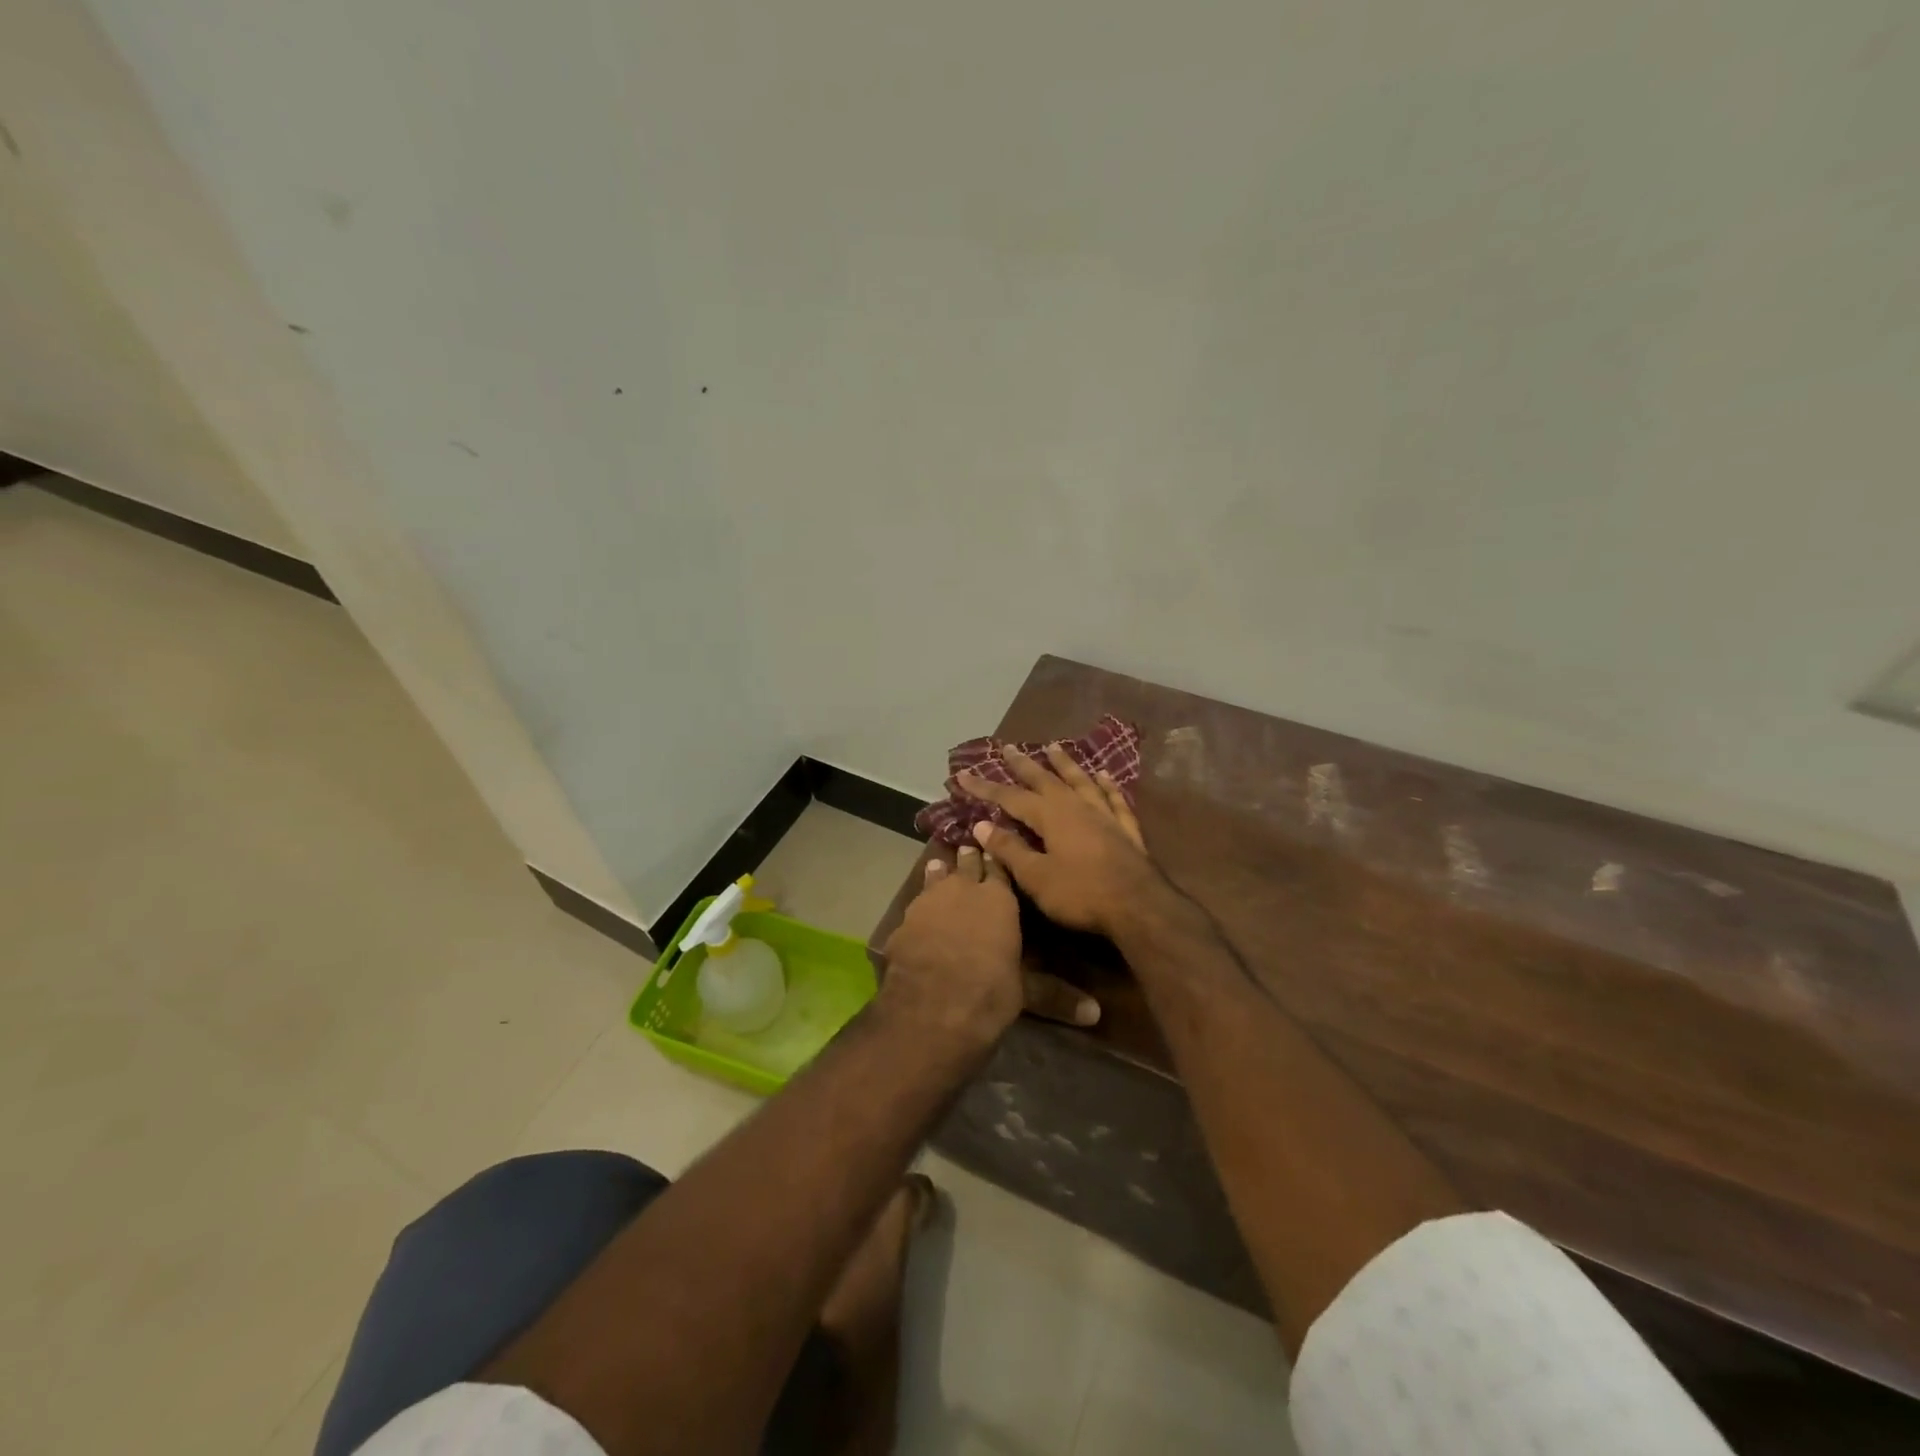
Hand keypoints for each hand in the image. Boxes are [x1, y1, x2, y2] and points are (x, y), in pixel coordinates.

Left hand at [880, 845, 1098, 1046]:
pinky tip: (918, 908)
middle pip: (968, 865)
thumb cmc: (989, 993)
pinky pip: (916, 903)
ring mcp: (929, 901)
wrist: (931, 1008)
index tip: (1000, 851)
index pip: (1001, 870)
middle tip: (971, 849)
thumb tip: (1096, 1013)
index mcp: (999, 899)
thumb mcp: (1026, 993)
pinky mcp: (904, 920)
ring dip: (941, 872)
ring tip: (941, 864)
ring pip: (937, 876)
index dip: (1000, 861)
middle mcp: (964, 890)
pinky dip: (921, 902)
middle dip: (971, 858)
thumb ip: (1055, 995)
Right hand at [958, 744, 1161, 938]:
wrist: (1139, 906)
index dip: (985, 787)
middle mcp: (1076, 807)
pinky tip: (1104, 776)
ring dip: (1066, 764)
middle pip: (1046, 779)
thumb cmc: (1081, 894)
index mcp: (1050, 816)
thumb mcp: (1036, 877)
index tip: (963, 774)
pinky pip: (1114, 799)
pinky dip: (1107, 786)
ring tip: (1054, 747)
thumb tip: (982, 825)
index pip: (1010, 797)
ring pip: (1081, 781)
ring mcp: (1104, 815)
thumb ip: (1010, 849)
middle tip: (1009, 747)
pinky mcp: (1126, 829)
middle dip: (1024, 764)